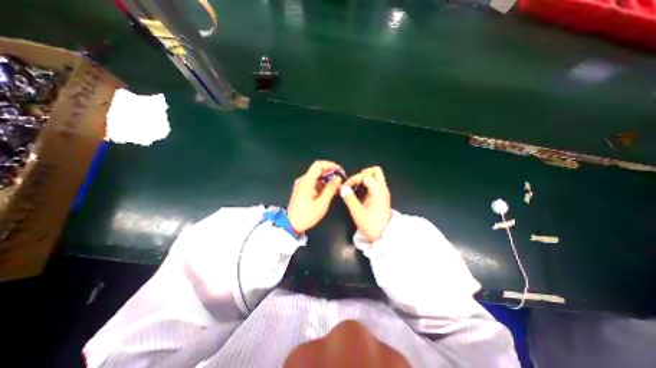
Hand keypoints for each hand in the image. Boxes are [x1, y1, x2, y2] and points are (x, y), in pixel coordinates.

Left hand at [289, 160, 344, 232]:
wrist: (292, 225)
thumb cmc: (306, 215)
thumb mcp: (322, 203)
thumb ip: (330, 189)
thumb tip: (338, 178)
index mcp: (306, 181)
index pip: (318, 165)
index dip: (330, 165)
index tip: (340, 170)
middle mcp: (303, 180)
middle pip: (318, 169)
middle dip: (330, 172)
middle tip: (341, 178)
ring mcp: (302, 184)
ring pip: (316, 176)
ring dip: (327, 178)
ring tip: (337, 185)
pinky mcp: (302, 189)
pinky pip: (314, 182)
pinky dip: (322, 183)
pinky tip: (329, 189)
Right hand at [341, 165, 390, 240]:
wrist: (384, 236)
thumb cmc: (371, 224)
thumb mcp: (357, 212)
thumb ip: (349, 198)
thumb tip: (342, 188)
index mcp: (378, 191)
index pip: (365, 175)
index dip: (354, 179)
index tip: (346, 187)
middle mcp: (382, 189)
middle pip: (375, 171)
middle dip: (362, 174)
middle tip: (353, 182)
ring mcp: (383, 192)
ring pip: (376, 177)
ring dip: (364, 179)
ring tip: (355, 187)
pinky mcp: (381, 197)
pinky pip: (374, 184)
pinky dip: (366, 184)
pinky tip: (359, 193)